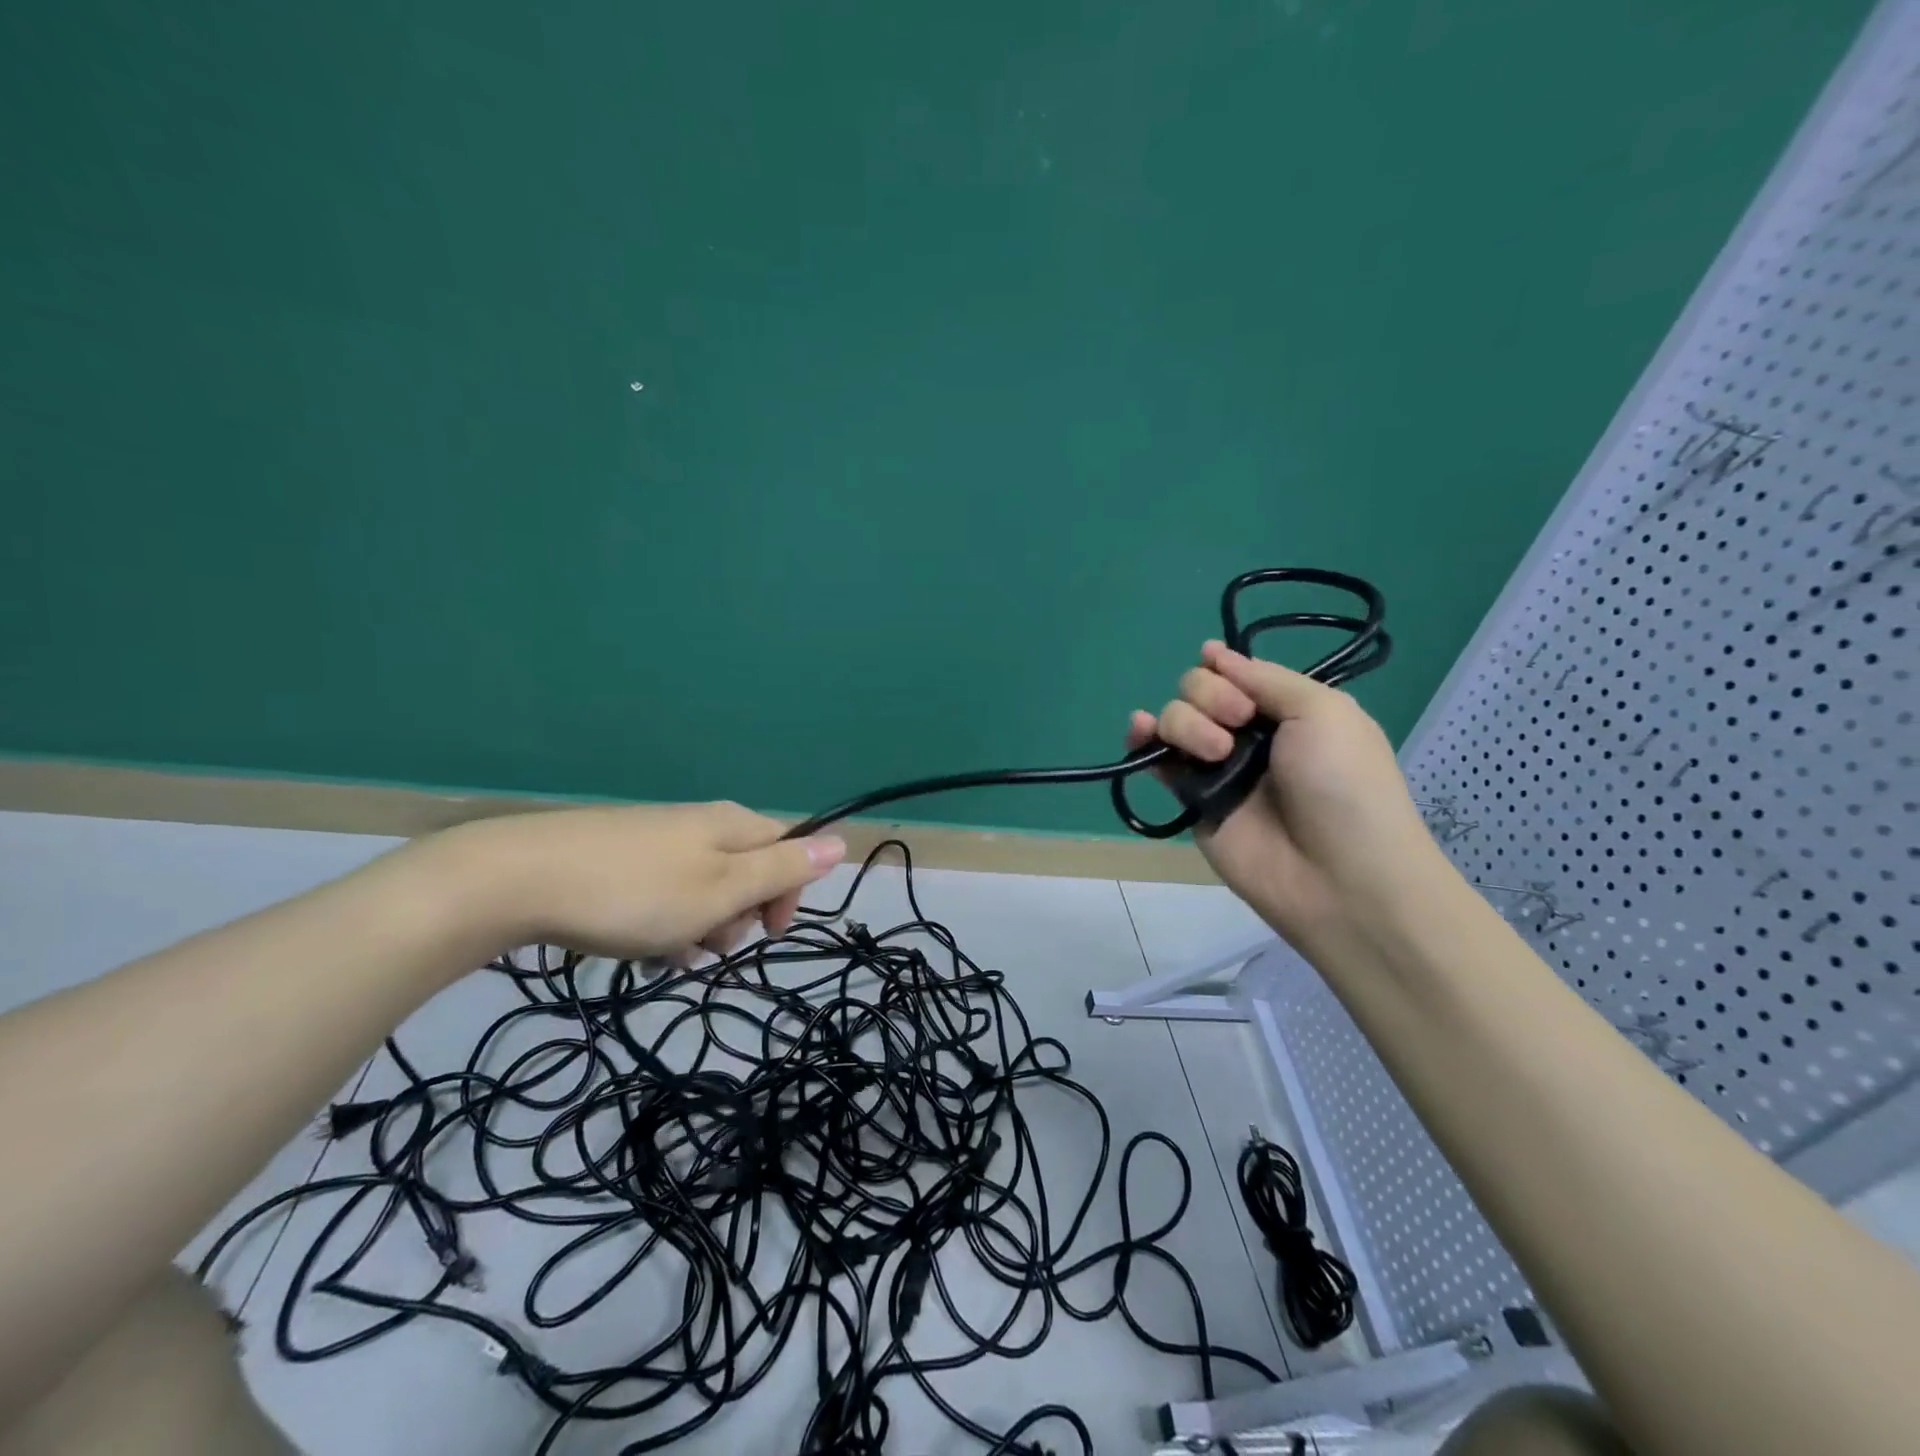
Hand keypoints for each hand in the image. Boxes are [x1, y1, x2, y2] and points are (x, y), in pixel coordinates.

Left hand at [434, 802, 846, 962]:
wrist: (518, 878)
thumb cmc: (636, 892)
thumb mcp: (721, 889)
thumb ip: (783, 868)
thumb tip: (841, 841)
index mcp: (732, 825)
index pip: (788, 853)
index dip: (786, 898)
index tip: (765, 937)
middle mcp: (700, 824)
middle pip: (745, 873)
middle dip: (736, 918)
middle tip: (705, 945)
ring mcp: (657, 838)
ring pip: (703, 889)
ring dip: (698, 927)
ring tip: (665, 953)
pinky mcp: (620, 856)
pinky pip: (664, 892)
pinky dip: (662, 922)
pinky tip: (636, 945)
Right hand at [1127, 641, 1439, 953]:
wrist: (1339, 874)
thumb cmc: (1344, 784)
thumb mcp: (1324, 710)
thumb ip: (1265, 678)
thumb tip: (1214, 653)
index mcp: (1286, 710)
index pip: (1235, 673)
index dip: (1221, 666)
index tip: (1217, 664)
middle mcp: (1248, 734)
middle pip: (1198, 690)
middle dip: (1209, 696)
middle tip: (1239, 722)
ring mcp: (1216, 768)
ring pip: (1174, 720)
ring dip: (1185, 723)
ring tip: (1217, 752)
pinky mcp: (1191, 800)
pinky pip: (1157, 762)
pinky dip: (1141, 740)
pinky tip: (1140, 730)